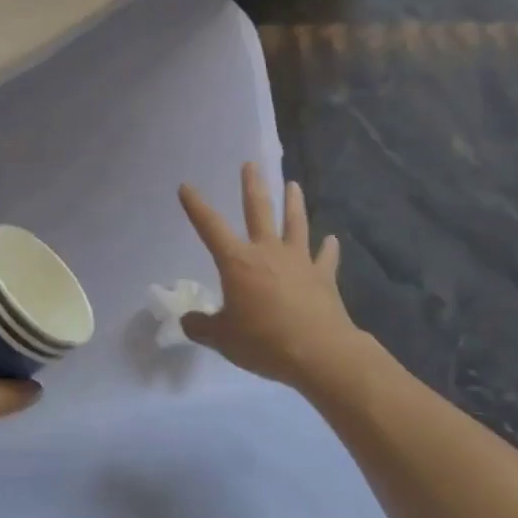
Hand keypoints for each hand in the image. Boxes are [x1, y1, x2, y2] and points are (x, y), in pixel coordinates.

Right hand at [177, 163, 357, 389]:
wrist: (319, 352)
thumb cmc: (263, 341)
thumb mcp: (222, 338)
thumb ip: (201, 326)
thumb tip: (188, 321)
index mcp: (237, 262)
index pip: (210, 227)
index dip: (196, 206)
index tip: (185, 186)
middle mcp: (268, 252)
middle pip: (259, 211)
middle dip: (252, 186)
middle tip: (251, 164)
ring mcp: (299, 261)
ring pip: (295, 224)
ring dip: (294, 204)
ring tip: (294, 185)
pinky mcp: (323, 276)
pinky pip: (326, 257)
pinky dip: (328, 248)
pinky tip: (332, 239)